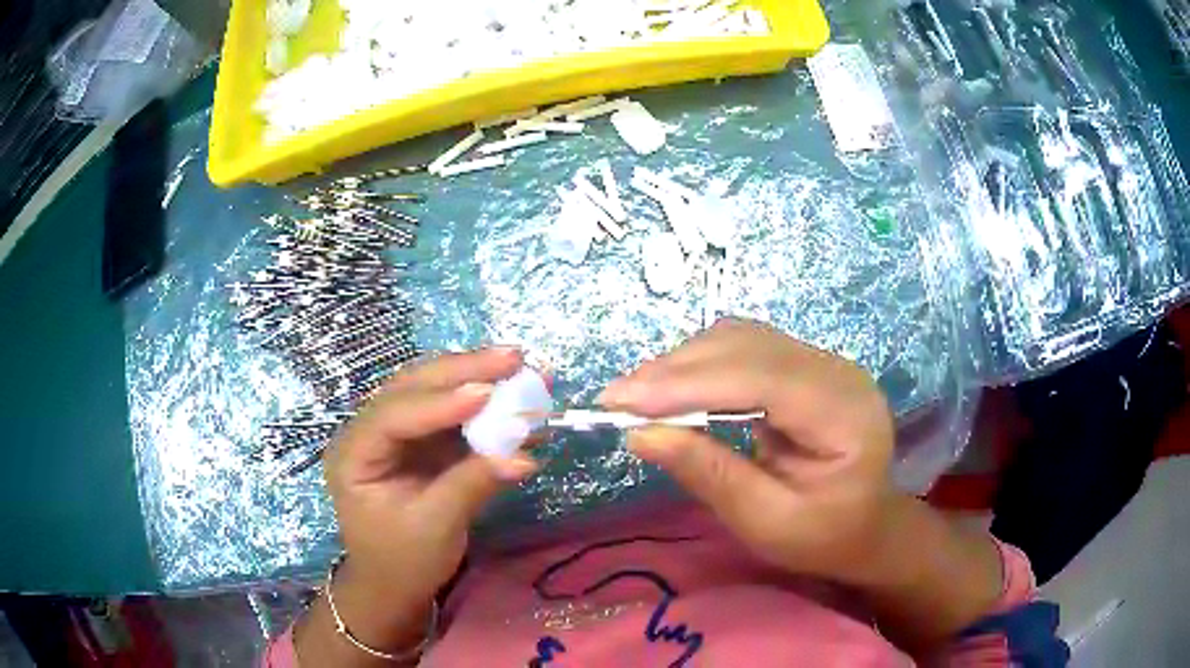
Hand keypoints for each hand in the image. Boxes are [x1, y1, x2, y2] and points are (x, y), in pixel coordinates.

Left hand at [301, 348, 537, 662]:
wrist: (395, 583)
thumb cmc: (402, 561)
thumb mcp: (433, 528)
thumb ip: (472, 485)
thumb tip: (524, 457)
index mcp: (354, 453)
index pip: (393, 415)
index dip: (439, 402)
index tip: (487, 392)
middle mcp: (371, 431)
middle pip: (414, 387)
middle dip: (465, 371)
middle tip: (514, 358)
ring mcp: (398, 433)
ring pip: (435, 391)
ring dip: (479, 377)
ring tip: (522, 366)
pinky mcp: (424, 441)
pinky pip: (455, 415)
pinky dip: (487, 407)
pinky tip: (518, 400)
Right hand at [599, 319, 896, 583]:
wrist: (864, 526)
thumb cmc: (823, 537)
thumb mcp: (767, 522)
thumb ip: (710, 475)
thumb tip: (641, 434)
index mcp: (845, 412)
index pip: (762, 378)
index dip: (690, 382)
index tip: (623, 400)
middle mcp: (837, 370)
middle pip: (748, 348)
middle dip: (676, 370)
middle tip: (616, 399)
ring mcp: (821, 361)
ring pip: (741, 339)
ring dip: (683, 363)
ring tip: (636, 396)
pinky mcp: (802, 365)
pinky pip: (743, 349)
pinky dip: (700, 365)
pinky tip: (672, 388)